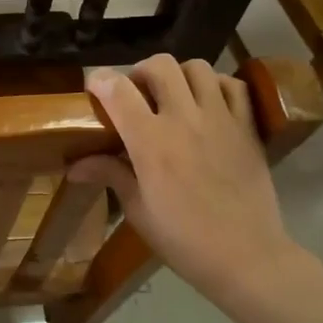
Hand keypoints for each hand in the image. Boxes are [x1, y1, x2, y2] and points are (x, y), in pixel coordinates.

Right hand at [68, 55, 322, 311]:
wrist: (246, 257)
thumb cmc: (184, 239)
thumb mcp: (138, 210)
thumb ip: (109, 175)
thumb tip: (74, 166)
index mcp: (151, 141)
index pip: (118, 90)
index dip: (100, 81)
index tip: (95, 89)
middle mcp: (184, 119)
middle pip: (160, 65)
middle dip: (140, 72)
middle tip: (137, 94)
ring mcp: (220, 119)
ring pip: (197, 67)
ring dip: (179, 75)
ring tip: (174, 96)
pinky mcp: (247, 127)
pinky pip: (234, 85)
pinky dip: (217, 85)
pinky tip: (209, 104)